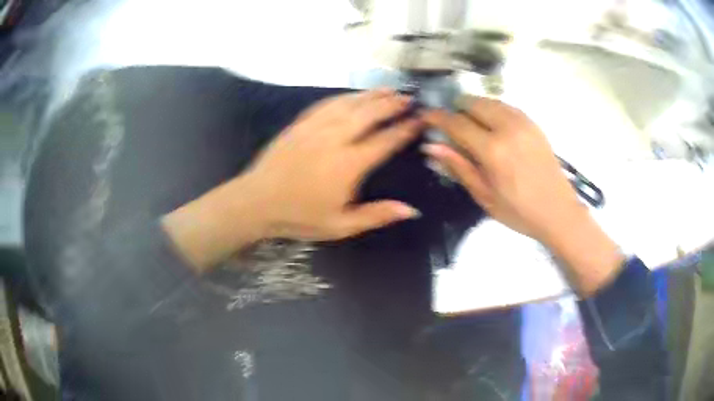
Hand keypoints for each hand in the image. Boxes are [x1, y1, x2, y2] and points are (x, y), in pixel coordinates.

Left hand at [163, 90, 421, 269]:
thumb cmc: (300, 216)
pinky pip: (327, 103)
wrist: (257, 201)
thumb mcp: (341, 226)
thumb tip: (412, 210)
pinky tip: (354, 94)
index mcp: (349, 164)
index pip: (384, 141)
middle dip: (392, 104)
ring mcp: (316, 127)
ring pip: (350, 103)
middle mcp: (335, 139)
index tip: (420, 120)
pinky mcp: (301, 123)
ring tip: (389, 89)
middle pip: (369, 113)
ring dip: (372, 95)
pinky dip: (345, 97)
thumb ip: (377, 216)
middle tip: (408, 98)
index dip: (404, 129)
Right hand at [422, 96, 622, 293]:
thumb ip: (458, 167)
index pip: (457, 122)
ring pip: (490, 101)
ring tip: (471, 125)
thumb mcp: (484, 196)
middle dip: (457, 108)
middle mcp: (507, 127)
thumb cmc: (519, 212)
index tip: (425, 116)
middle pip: (473, 102)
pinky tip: (493, 126)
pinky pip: (506, 106)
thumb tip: (431, 146)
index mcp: (493, 150)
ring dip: (475, 107)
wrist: (559, 211)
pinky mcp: (533, 123)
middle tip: (452, 125)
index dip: (437, 117)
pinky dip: (493, 110)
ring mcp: (523, 122)